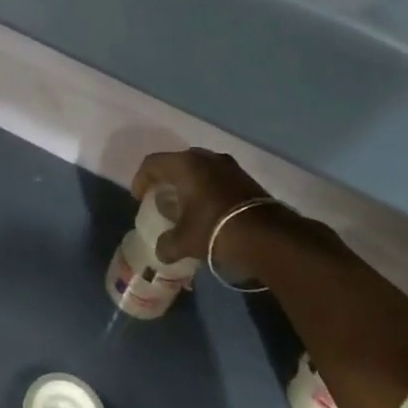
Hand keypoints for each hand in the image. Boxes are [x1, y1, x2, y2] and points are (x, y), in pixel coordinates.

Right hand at [132, 148, 275, 268]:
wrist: (267, 236)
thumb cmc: (216, 229)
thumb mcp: (184, 241)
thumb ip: (166, 244)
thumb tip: (162, 250)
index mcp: (185, 165)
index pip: (152, 163)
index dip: (141, 179)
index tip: (140, 199)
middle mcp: (206, 157)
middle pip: (177, 162)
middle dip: (166, 179)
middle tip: (161, 198)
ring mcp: (229, 166)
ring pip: (200, 169)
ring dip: (189, 184)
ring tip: (186, 206)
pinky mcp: (246, 178)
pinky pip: (217, 177)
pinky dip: (207, 189)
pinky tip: (209, 210)